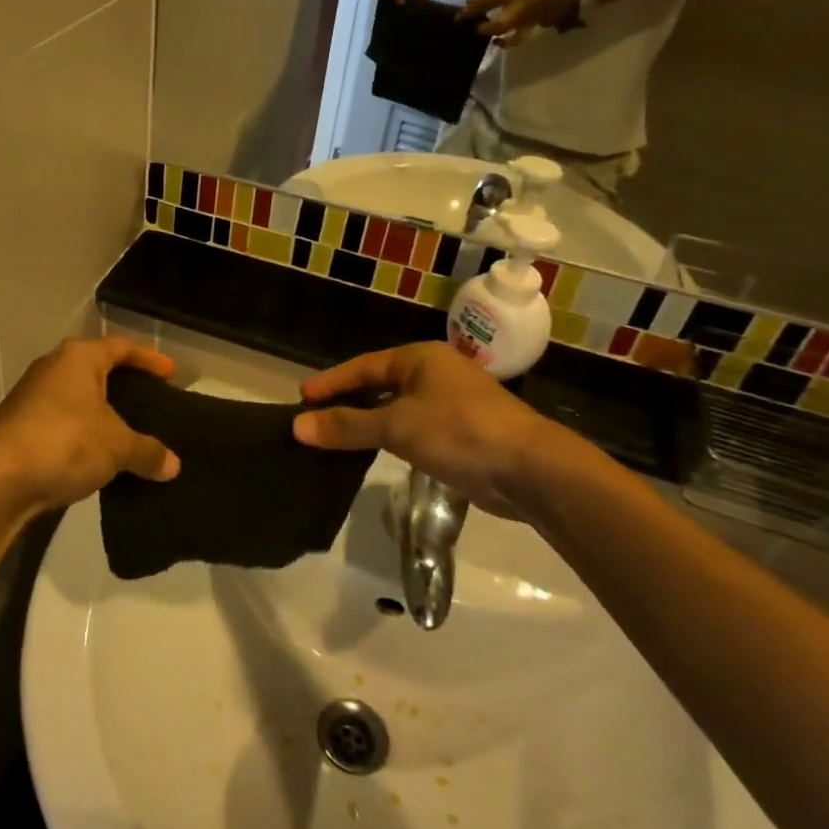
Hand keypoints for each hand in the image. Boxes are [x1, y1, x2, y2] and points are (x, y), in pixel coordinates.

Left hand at [0, 338, 181, 518]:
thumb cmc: (65, 441)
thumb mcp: (117, 446)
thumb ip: (147, 451)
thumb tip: (173, 465)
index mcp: (78, 358)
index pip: (121, 348)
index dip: (149, 359)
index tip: (171, 373)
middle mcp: (52, 368)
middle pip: (96, 370)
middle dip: (123, 385)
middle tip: (150, 402)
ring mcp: (31, 397)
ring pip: (77, 399)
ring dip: (100, 414)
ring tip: (128, 433)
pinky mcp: (19, 427)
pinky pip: (62, 424)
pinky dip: (82, 435)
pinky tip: (97, 457)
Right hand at [291, 343, 562, 517]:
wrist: (530, 469)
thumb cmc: (460, 432)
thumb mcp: (397, 426)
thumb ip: (348, 426)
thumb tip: (297, 426)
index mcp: (420, 358)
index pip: (364, 366)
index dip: (332, 382)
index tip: (302, 398)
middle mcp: (435, 374)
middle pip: (379, 384)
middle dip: (348, 401)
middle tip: (315, 417)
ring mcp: (451, 403)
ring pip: (397, 408)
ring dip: (368, 422)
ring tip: (336, 437)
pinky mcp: (462, 433)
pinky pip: (413, 429)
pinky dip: (390, 437)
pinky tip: (376, 453)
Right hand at [462, 0, 583, 46]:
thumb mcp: (520, 10)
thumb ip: (500, 23)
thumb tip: (480, 31)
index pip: (481, 2)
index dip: (468, 11)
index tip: (456, 21)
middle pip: (496, 7)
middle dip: (486, 19)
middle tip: (475, 30)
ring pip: (512, 14)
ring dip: (505, 27)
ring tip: (499, 40)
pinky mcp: (546, 2)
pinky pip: (528, 17)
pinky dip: (522, 27)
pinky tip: (521, 34)